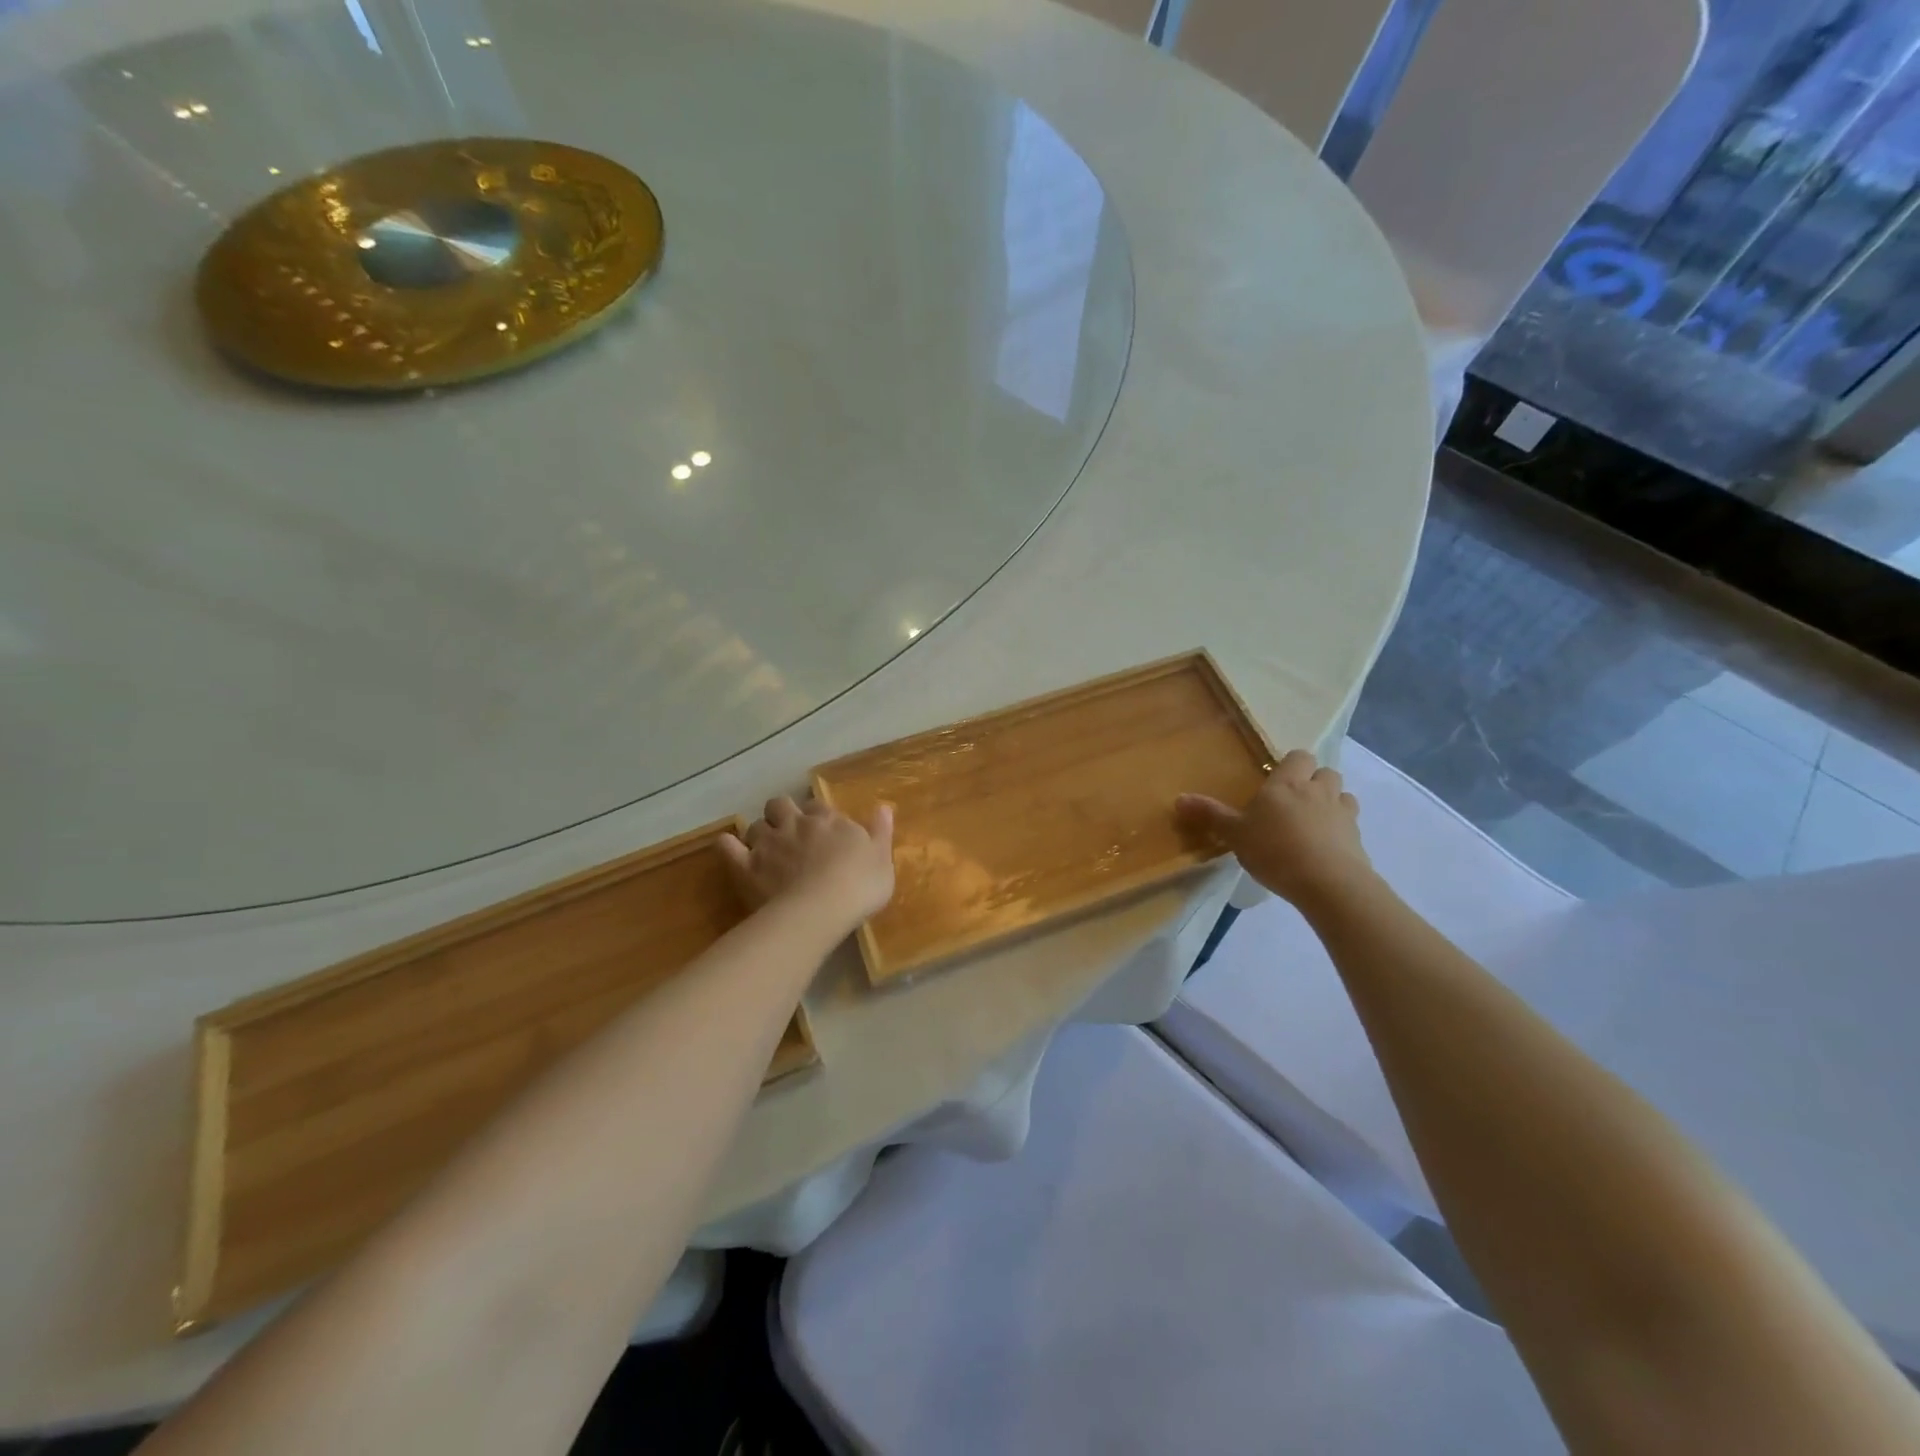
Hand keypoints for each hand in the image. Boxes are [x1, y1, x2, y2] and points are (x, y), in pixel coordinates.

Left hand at [720, 795, 895, 929]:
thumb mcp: (882, 859)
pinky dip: (727, 845)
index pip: (818, 806)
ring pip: (755, 825)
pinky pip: (728, 847)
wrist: (822, 908)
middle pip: (780, 805)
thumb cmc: (859, 885)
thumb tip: (884, 807)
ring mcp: (768, 844)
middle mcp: (795, 825)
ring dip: (759, 832)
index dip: (816, 815)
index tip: (820, 828)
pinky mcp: (745, 866)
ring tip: (764, 848)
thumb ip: (880, 831)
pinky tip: (730, 849)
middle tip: (788, 832)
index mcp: (828, 821)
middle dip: (781, 813)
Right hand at [1176, 750, 1375, 915]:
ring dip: (1331, 802)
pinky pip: (1350, 823)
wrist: (1327, 883)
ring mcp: (1342, 813)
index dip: (1292, 765)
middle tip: (1294, 801)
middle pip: (1325, 772)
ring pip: (1342, 795)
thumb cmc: (1274, 850)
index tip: (1278, 780)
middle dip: (1314, 781)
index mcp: (1287, 784)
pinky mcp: (1357, 838)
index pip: (1299, 756)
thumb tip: (1178, 799)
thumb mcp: (1235, 834)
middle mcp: (1317, 791)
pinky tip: (1325, 847)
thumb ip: (1210, 815)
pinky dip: (1341, 829)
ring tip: (1313, 822)